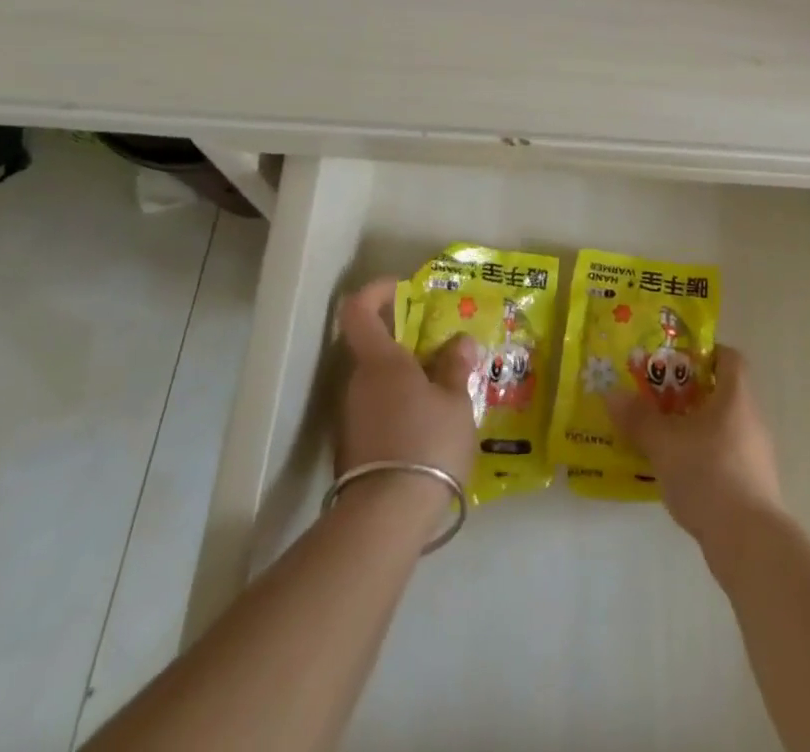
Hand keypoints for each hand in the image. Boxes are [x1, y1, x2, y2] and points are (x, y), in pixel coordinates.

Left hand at [336, 280, 480, 487]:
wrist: (385, 519)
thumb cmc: (426, 444)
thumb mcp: (455, 402)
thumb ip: (455, 367)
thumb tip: (459, 341)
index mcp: (380, 362)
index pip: (359, 310)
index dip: (376, 291)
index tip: (402, 288)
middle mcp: (357, 383)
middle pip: (374, 349)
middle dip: (406, 344)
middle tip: (444, 352)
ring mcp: (350, 418)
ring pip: (377, 383)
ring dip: (406, 380)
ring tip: (445, 393)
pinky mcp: (352, 449)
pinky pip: (377, 411)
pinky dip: (400, 408)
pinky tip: (429, 428)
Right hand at [607, 344, 781, 545]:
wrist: (748, 542)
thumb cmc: (708, 474)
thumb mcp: (664, 443)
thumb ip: (638, 418)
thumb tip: (612, 394)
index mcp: (736, 396)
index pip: (728, 358)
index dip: (703, 354)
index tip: (674, 363)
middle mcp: (751, 419)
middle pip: (721, 393)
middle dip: (687, 394)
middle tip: (655, 401)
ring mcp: (755, 455)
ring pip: (721, 427)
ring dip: (692, 429)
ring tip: (660, 439)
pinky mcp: (752, 486)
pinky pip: (724, 457)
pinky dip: (701, 458)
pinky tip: (676, 475)